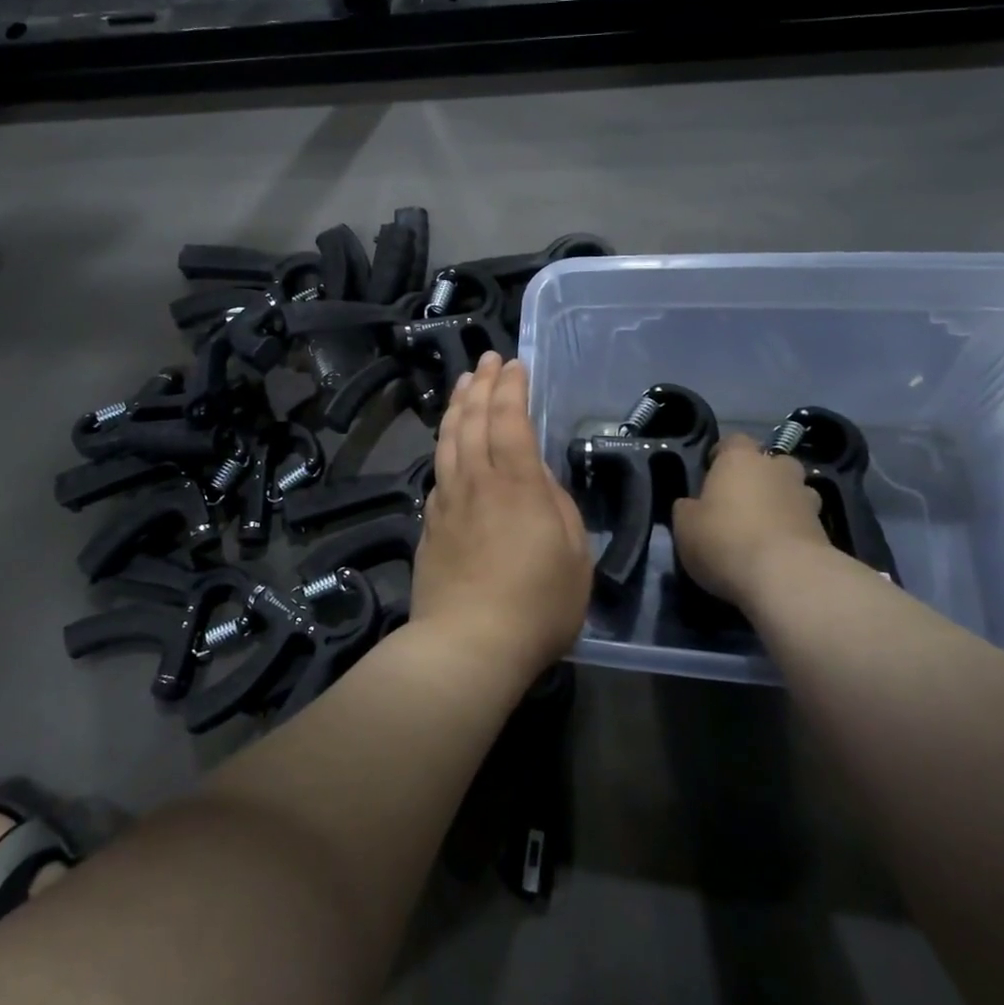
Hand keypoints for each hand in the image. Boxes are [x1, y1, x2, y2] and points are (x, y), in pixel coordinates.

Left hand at [413, 354, 591, 684]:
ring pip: (448, 440)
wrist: (467, 644)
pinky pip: (437, 471)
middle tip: (487, 360)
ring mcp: (447, 502)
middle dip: (482, 383)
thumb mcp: (573, 555)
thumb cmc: (537, 604)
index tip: (515, 364)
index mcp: (515, 484)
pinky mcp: (429, 525)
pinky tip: (448, 444)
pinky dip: (444, 446)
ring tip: (463, 382)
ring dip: (457, 405)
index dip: (511, 387)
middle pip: (474, 420)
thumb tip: (536, 476)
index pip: (510, 419)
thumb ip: (556, 506)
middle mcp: (476, 481)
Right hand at [672, 434, 831, 608]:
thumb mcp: (685, 525)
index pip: (733, 441)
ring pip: (794, 490)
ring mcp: (806, 498)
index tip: (711, 474)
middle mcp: (777, 470)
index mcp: (740, 459)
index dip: (722, 455)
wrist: (786, 577)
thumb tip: (692, 505)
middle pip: (771, 462)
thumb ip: (688, 509)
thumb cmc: (725, 540)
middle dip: (760, 476)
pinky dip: (793, 530)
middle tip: (741, 500)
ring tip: (764, 527)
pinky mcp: (825, 530)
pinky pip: (804, 521)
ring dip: (781, 502)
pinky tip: (778, 551)